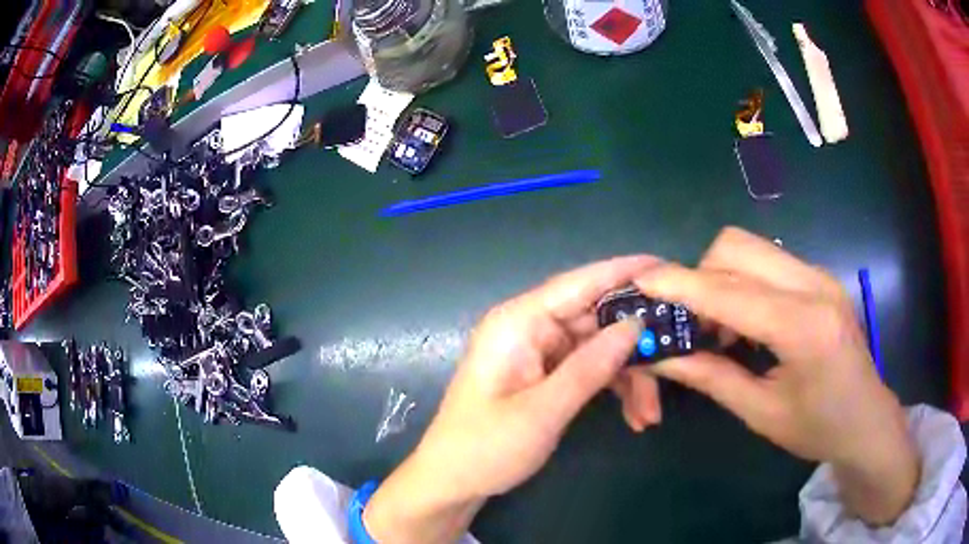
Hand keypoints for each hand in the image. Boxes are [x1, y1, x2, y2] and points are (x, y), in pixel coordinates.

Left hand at [364, 256, 658, 542]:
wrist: (453, 482)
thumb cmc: (485, 447)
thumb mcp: (542, 411)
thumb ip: (590, 366)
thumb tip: (635, 325)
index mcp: (518, 322)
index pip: (579, 283)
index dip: (623, 271)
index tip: (666, 267)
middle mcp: (530, 328)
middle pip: (597, 319)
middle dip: (636, 345)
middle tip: (676, 361)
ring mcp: (539, 351)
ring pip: (599, 348)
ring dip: (629, 377)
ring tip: (649, 414)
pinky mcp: (546, 373)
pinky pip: (590, 369)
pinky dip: (613, 388)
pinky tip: (634, 416)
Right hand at [615, 227, 918, 524]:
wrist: (867, 419)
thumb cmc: (818, 428)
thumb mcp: (761, 412)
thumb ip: (710, 376)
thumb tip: (658, 356)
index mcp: (804, 326)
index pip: (730, 291)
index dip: (680, 284)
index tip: (640, 280)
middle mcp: (813, 285)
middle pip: (737, 247)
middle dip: (700, 276)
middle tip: (692, 324)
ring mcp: (819, 275)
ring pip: (751, 248)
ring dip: (721, 279)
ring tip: (720, 329)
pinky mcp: (819, 277)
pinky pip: (767, 263)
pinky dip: (742, 283)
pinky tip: (745, 323)